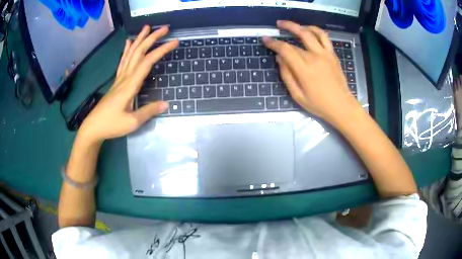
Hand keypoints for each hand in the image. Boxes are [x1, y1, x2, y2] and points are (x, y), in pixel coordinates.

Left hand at [78, 25, 178, 143]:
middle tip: (165, 28)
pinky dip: (126, 50)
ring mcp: (119, 78)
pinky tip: (128, 42)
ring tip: (147, 28)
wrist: (93, 127)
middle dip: (152, 38)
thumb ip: (148, 111)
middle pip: (139, 53)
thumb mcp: (132, 122)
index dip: (161, 50)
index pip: (147, 62)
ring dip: (139, 39)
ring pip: (130, 54)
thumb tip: (166, 103)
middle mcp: (124, 77)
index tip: (174, 41)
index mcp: (130, 85)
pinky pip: (122, 62)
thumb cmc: (111, 125)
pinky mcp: (116, 82)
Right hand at [263, 20, 360, 125]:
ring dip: (299, 25)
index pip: (286, 50)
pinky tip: (308, 29)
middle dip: (285, 30)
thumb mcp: (297, 96)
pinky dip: (315, 30)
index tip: (266, 39)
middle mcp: (315, 57)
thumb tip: (279, 59)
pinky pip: (324, 37)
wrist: (342, 106)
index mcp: (304, 70)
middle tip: (276, 26)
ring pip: (311, 33)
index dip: (274, 43)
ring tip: (290, 24)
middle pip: (297, 39)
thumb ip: (287, 76)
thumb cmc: (319, 105)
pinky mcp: (332, 55)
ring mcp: (325, 54)